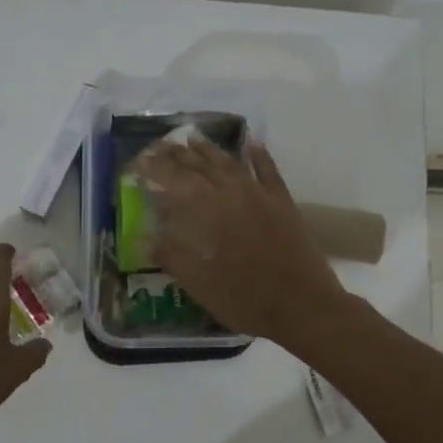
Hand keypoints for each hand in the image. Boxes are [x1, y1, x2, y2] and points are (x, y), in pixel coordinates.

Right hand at [135, 138, 345, 347]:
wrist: (302, 304)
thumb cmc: (244, 298)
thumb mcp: (198, 283)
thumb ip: (171, 255)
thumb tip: (145, 236)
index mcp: (205, 210)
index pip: (173, 180)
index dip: (155, 168)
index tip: (141, 159)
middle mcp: (230, 192)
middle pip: (200, 166)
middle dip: (178, 155)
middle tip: (161, 145)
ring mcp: (260, 193)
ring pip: (230, 163)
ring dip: (210, 150)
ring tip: (193, 138)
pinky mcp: (283, 201)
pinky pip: (268, 170)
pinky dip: (258, 154)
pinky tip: (251, 142)